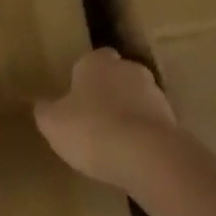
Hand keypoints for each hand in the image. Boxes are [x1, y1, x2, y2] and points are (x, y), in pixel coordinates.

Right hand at [34, 48, 177, 188]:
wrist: (147, 156)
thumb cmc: (90, 130)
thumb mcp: (52, 123)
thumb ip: (46, 110)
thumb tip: (42, 104)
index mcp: (97, 62)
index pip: (91, 59)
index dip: (82, 77)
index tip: (74, 97)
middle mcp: (129, 69)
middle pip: (116, 76)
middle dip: (107, 93)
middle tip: (90, 118)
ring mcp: (155, 94)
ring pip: (136, 99)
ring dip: (126, 114)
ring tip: (110, 142)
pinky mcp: (172, 120)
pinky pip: (149, 123)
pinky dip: (140, 134)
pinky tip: (129, 155)